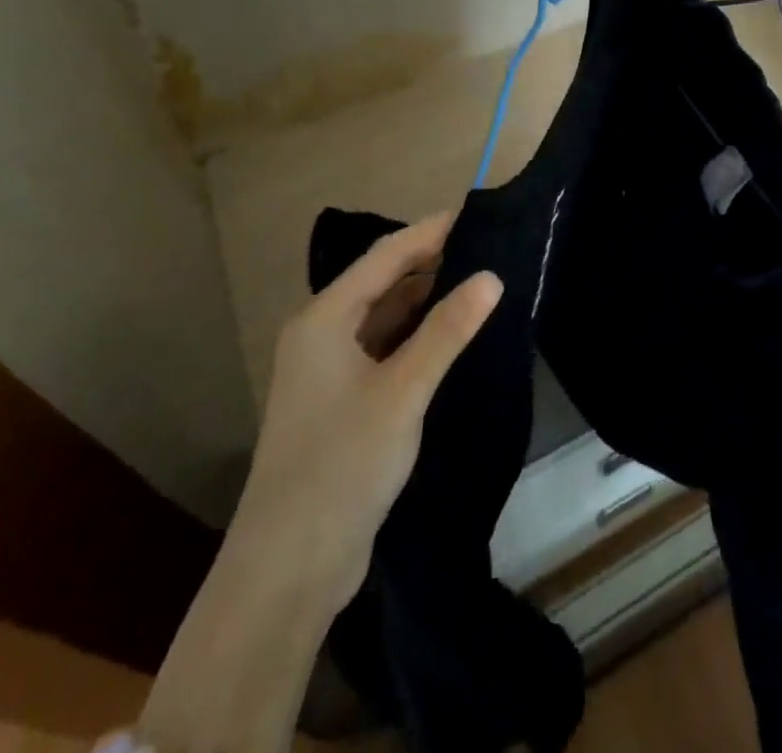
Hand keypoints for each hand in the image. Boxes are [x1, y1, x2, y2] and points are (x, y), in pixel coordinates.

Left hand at [231, 212, 503, 613]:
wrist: (290, 566)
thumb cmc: (342, 464)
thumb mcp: (403, 392)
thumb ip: (447, 331)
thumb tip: (491, 276)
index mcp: (324, 319)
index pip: (385, 256)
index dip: (431, 231)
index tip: (476, 214)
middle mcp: (322, 335)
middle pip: (383, 282)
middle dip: (431, 262)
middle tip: (487, 248)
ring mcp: (330, 371)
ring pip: (385, 317)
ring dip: (426, 299)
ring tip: (478, 282)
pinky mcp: (343, 402)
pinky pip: (385, 349)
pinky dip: (417, 335)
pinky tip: (451, 335)